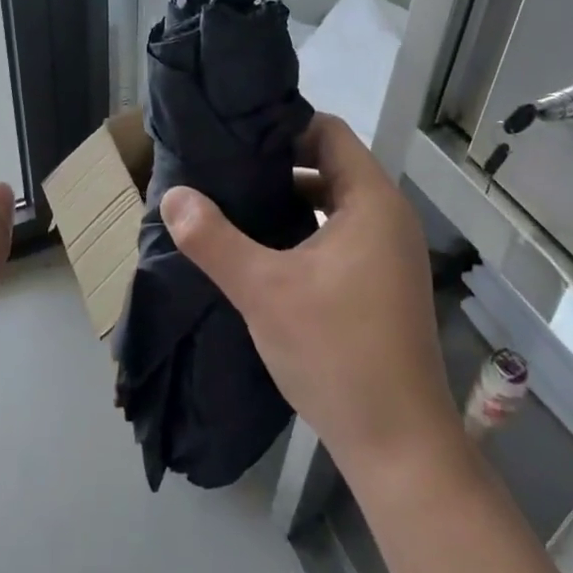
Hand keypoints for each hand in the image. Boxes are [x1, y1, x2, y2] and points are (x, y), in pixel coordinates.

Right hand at [162, 116, 460, 490]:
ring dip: (289, 200)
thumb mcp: (264, 291)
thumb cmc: (336, 353)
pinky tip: (265, 250)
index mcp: (372, 201)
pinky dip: (304, 230)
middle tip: (224, 168)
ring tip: (235, 203)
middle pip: (330, 165)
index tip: (235, 136)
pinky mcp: (382, 283)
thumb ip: (214, 239)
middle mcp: (388, 216)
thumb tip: (173, 195)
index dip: (282, 127)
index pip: (327, 132)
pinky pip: (340, 234)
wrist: (399, 446)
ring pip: (333, 203)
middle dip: (278, 165)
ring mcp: (389, 252)